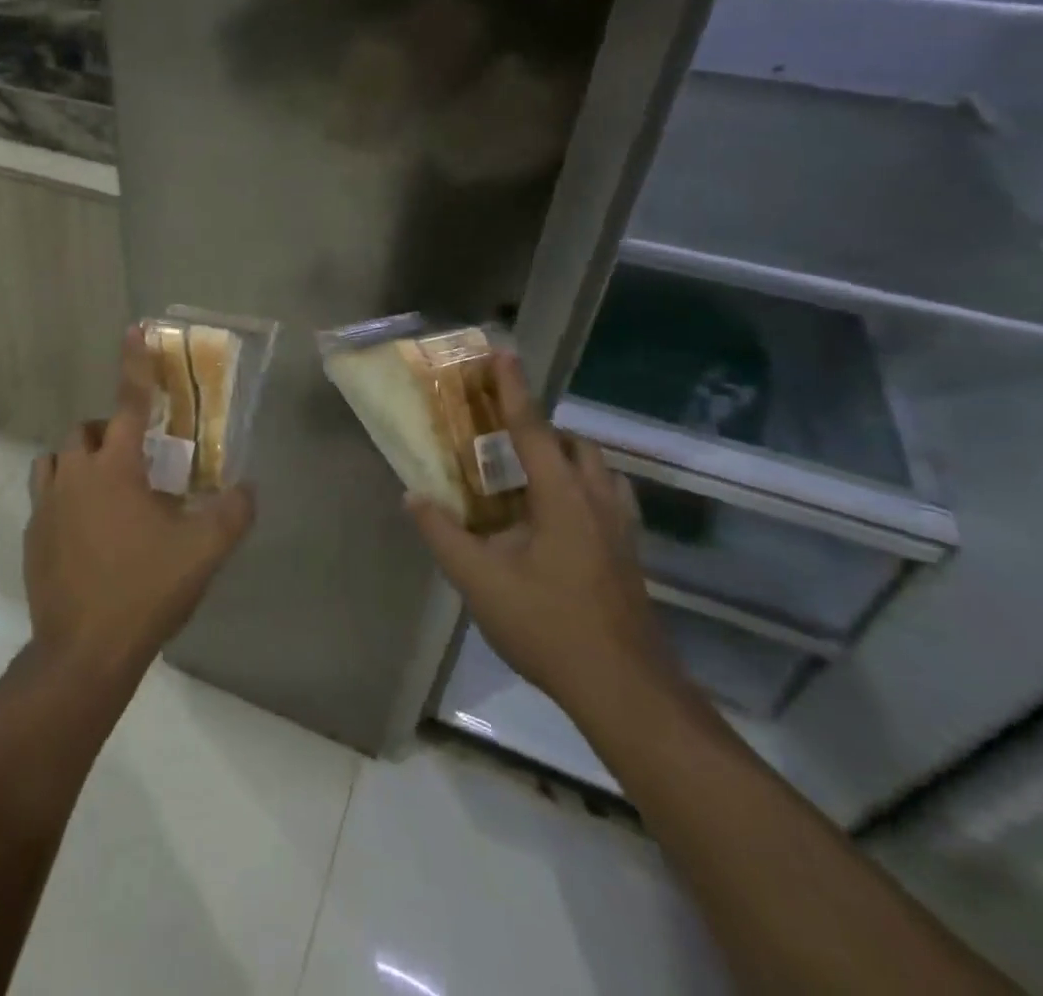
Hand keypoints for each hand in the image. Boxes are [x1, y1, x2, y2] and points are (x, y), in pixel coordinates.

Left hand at [26, 327, 254, 683]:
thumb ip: (233, 512)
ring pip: (57, 460)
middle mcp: (73, 474)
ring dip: (81, 461)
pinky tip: (88, 530)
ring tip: (109, 489)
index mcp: (114, 467)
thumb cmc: (145, 590)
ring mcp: (46, 505)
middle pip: (86, 431)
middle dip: (111, 433)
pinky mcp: (32, 535)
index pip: (129, 401)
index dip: (135, 363)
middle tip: (139, 462)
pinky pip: (46, 496)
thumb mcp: (204, 551)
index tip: (134, 329)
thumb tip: (248, 487)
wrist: (84, 651)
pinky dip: (65, 495)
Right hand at [405, 350, 672, 709]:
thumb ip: (443, 535)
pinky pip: (607, 499)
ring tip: (528, 475)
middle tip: (503, 435)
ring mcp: (622, 529)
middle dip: (542, 428)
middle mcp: (598, 501)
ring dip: (565, 458)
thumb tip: (412, 496)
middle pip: (574, 444)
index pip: (533, 429)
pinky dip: (581, 489)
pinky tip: (558, 521)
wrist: (626, 691)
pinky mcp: (630, 555)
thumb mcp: (481, 582)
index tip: (502, 353)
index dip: (513, 389)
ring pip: (598, 471)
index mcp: (562, 498)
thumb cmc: (549, 627)